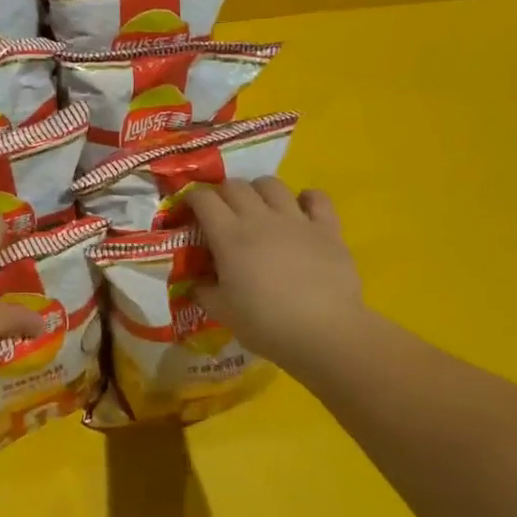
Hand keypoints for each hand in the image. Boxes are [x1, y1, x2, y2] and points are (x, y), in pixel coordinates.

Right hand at [186, 180, 368, 377]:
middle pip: (236, 185)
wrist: (323, 333)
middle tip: (222, 213)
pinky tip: (301, 210)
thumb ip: (204, 291)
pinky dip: (306, 198)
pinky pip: (316, 197)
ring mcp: (296, 220)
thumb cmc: (265, 324)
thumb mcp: (221, 312)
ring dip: (259, 190)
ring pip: (272, 184)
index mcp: (229, 236)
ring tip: (259, 208)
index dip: (192, 198)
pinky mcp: (327, 228)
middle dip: (223, 193)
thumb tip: (197, 282)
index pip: (203, 199)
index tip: (189, 209)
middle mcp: (260, 218)